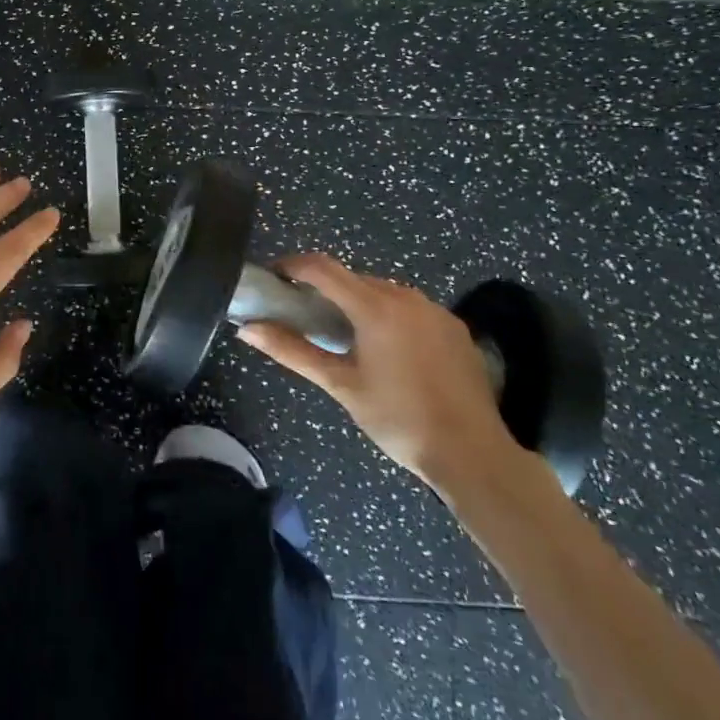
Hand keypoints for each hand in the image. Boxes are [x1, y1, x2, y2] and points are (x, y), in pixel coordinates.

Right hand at [237, 253, 527, 489]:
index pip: (322, 267)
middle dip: (325, 290)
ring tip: (345, 338)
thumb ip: (292, 351)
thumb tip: (246, 329)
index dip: (292, 266)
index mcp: (375, 307)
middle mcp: (406, 296)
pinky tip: (388, 351)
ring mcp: (434, 309)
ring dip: (357, 303)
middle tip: (305, 317)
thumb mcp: (340, 385)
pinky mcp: (454, 326)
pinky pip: (410, 308)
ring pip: (382, 292)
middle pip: (352, 278)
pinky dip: (389, 317)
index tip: (274, 280)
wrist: (473, 454)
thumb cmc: (398, 419)